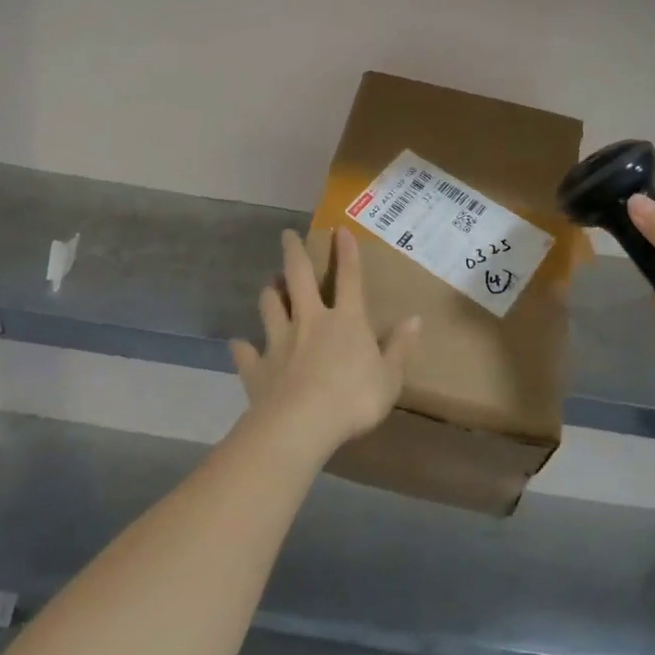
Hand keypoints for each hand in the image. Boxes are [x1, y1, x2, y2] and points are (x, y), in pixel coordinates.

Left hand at [230, 228, 420, 462]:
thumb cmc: (353, 400)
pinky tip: (238, 344)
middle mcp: (310, 321)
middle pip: (299, 278)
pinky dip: (242, 347)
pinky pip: (246, 353)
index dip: (347, 253)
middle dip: (293, 253)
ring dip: (269, 292)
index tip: (339, 229)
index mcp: (346, 321)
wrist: (300, 426)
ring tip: (269, 284)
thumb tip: (416, 319)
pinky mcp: (258, 367)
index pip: (349, 278)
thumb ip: (400, 347)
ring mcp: (280, 342)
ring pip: (270, 306)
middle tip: (286, 235)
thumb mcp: (390, 377)